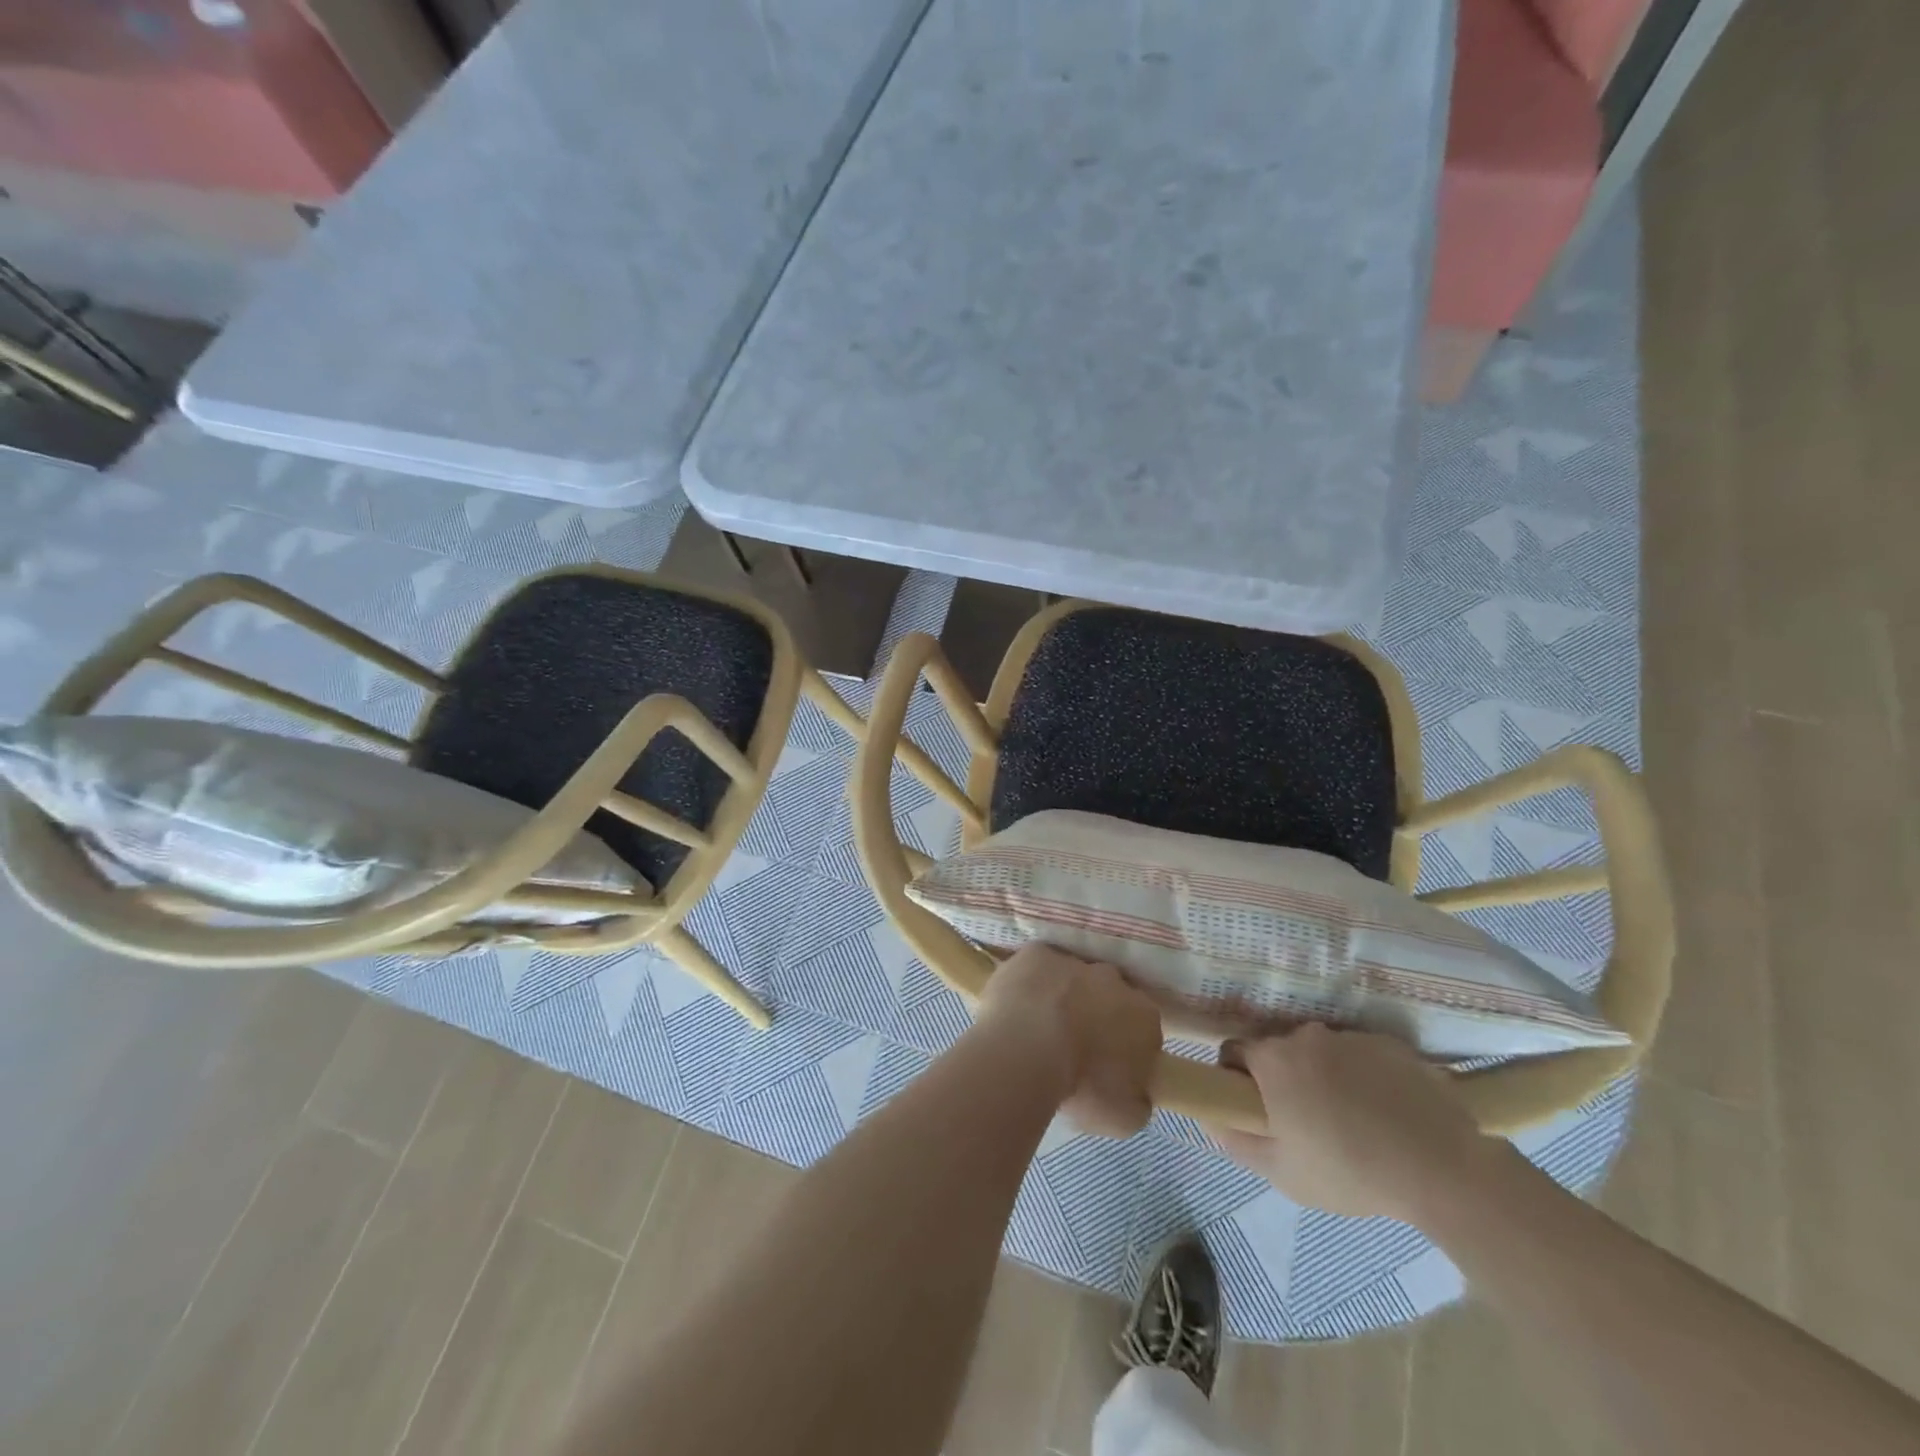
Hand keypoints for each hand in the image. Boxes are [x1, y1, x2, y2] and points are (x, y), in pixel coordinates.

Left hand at [975, 945, 1161, 1137]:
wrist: (1028, 1050)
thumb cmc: (1081, 1086)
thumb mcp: (1124, 1117)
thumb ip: (1137, 1101)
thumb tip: (1136, 1094)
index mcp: (1144, 1017)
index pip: (1143, 1029)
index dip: (1126, 1047)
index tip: (1108, 1067)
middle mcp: (1114, 980)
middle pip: (1109, 995)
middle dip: (1096, 1014)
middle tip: (1073, 1044)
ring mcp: (1074, 962)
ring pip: (1072, 977)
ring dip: (1062, 996)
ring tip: (1039, 1027)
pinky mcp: (1036, 954)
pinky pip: (1036, 966)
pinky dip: (1030, 982)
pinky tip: (1017, 1005)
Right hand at [1208, 1024, 1505, 1223]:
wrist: (1443, 1168)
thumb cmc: (1351, 1170)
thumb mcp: (1283, 1172)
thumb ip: (1238, 1142)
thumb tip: (1211, 1119)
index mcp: (1273, 1059)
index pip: (1234, 1052)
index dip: (1236, 1078)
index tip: (1254, 1107)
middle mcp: (1306, 1036)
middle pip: (1280, 1051)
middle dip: (1284, 1078)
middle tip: (1304, 1120)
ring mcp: (1351, 1036)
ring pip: (1322, 1052)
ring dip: (1325, 1076)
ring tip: (1353, 1120)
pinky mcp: (1391, 1044)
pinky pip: (1362, 1056)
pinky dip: (1364, 1077)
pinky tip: (1385, 1113)